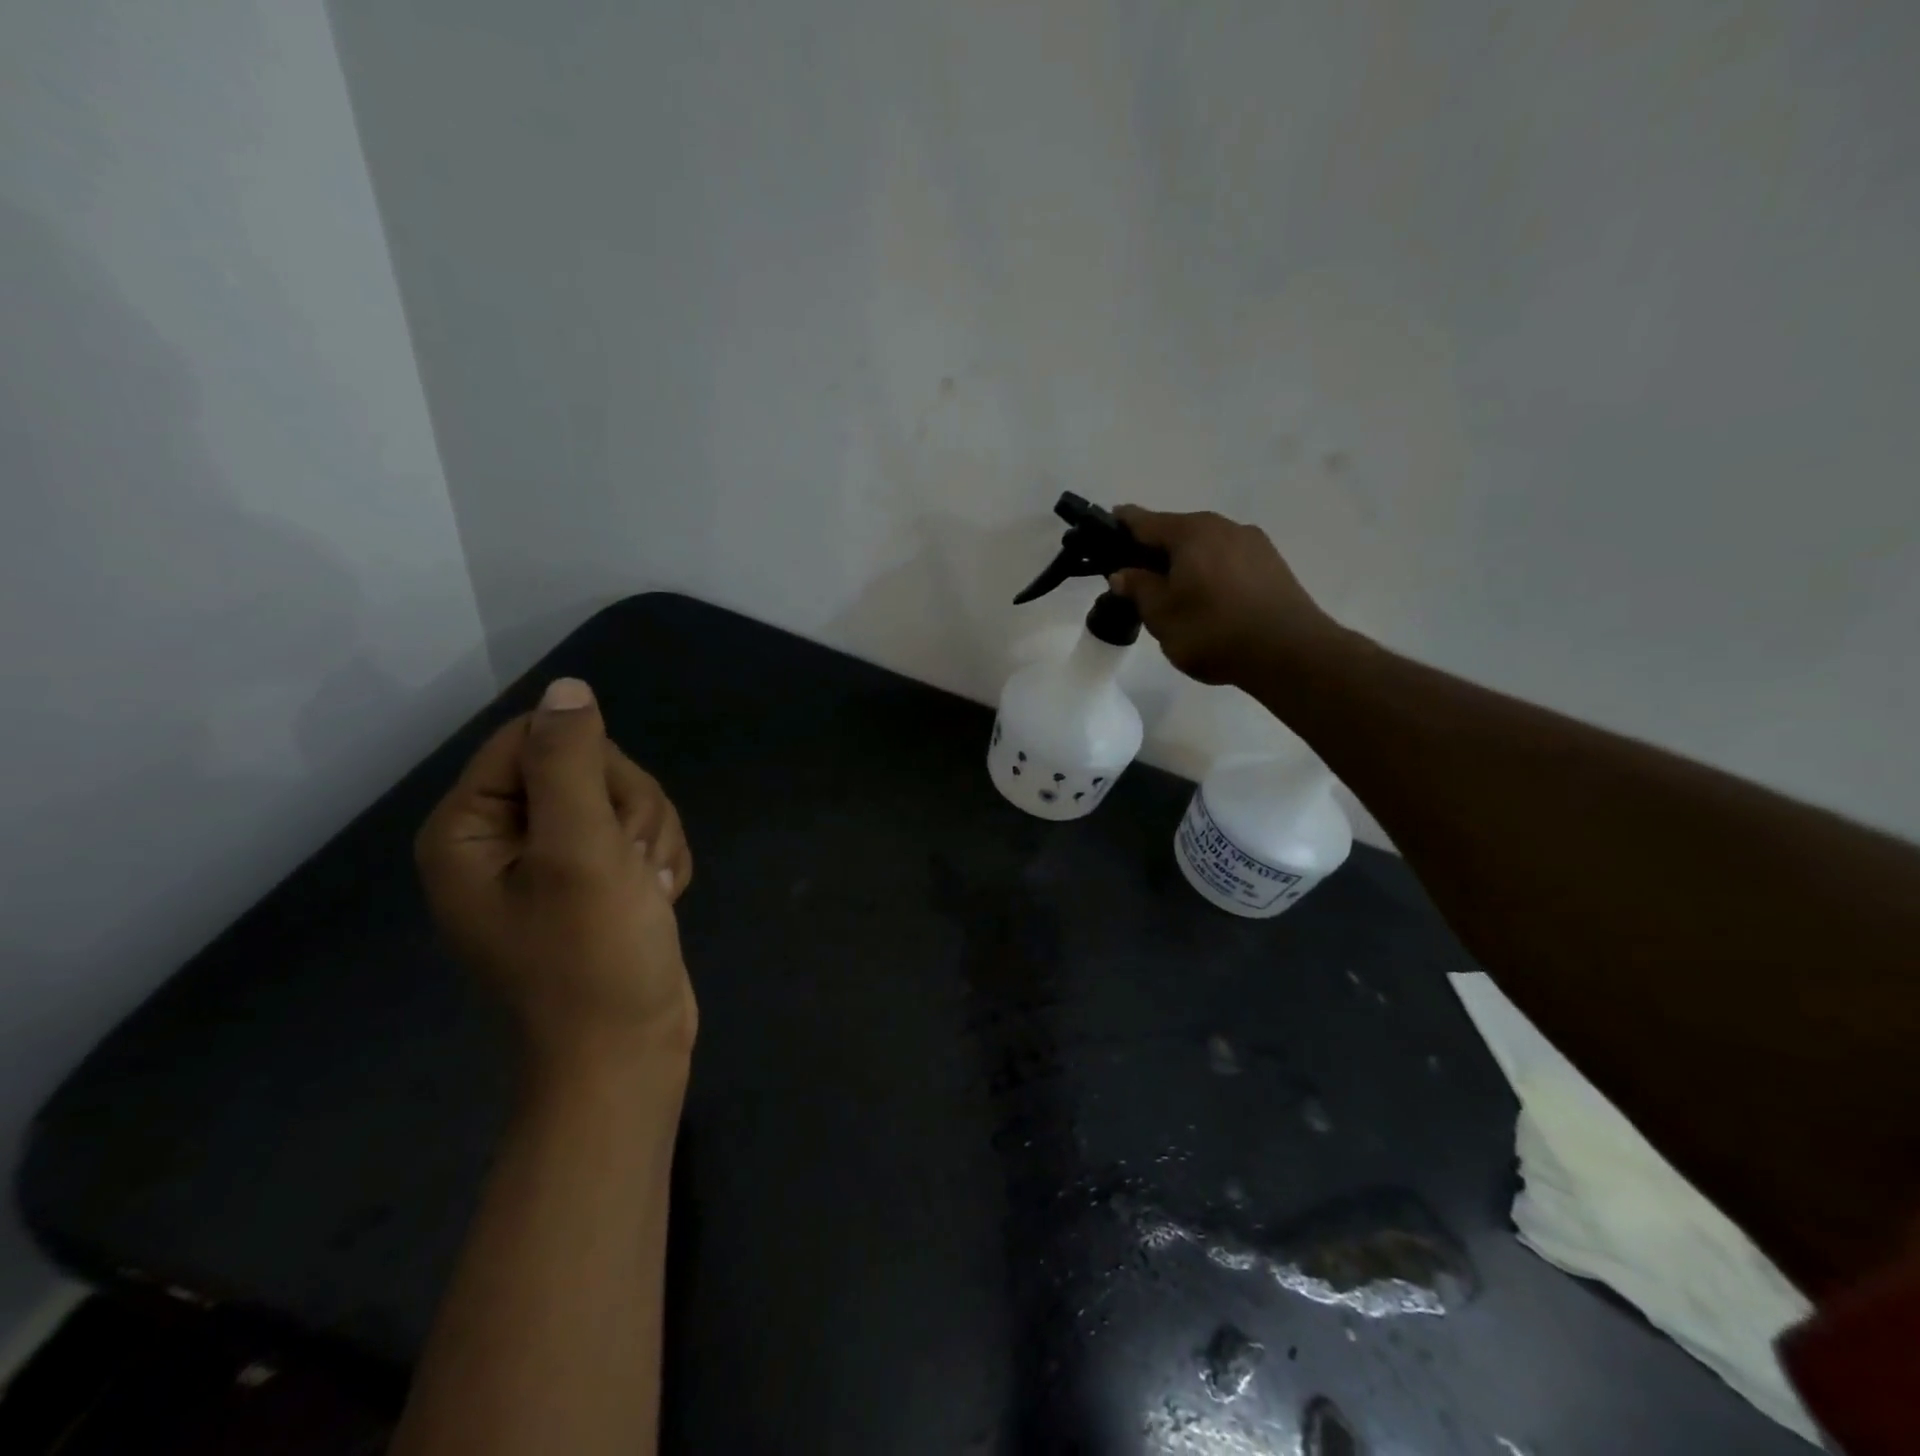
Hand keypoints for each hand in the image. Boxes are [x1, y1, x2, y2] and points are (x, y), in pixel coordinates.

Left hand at [416, 678, 696, 1072]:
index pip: (537, 737)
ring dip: (652, 841)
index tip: (609, 826)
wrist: (628, 1055)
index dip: (593, 768)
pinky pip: (641, 833)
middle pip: (589, 765)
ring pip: (625, 798)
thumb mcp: (580, 852)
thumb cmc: (593, 959)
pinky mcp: (599, 880)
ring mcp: (555, 861)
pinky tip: (657, 901)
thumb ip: (569, 762)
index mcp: (471, 827)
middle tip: (631, 869)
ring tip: (648, 894)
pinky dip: (661, 862)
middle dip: (629, 811)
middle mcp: (505, 837)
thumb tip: (568, 688)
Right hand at [1108, 506, 1342, 685]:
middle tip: (1136, 580)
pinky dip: (1210, 574)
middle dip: (1153, 552)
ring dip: (1184, 564)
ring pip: (1204, 548)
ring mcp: (1253, 543)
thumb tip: (1123, 573)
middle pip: (1176, 532)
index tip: (1103, 535)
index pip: (1143, 520)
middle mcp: (1223, 526)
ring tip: (1174, 597)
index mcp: (1191, 531)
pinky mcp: (1272, 565)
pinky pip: (1227, 562)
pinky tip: (1208, 603)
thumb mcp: (1161, 615)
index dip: (1119, 526)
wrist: (1289, 653)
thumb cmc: (1213, 630)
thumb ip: (1138, 588)